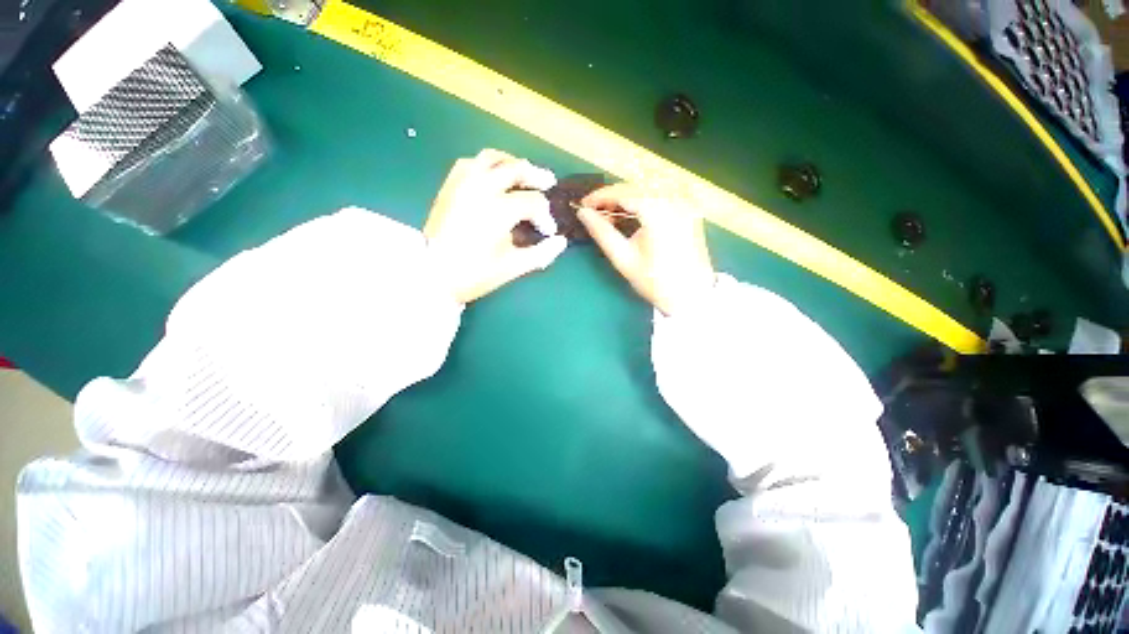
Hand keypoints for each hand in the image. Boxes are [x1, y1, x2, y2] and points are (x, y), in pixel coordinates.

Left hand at [424, 149, 567, 303]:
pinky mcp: (450, 185)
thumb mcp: (512, 267)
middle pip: (516, 169)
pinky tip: (493, 176)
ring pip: (492, 157)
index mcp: (499, 210)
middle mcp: (482, 188)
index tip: (546, 232)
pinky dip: (487, 165)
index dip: (545, 216)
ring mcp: (463, 183)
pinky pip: (471, 162)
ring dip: (512, 163)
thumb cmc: (474, 273)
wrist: (430, 274)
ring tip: (522, 173)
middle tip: (548, 182)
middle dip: (536, 176)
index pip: (533, 202)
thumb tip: (560, 242)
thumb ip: (540, 254)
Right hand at [576, 183, 714, 315]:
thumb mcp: (623, 259)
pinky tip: (634, 213)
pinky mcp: (690, 208)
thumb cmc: (654, 281)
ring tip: (612, 214)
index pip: (623, 192)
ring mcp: (685, 202)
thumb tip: (583, 213)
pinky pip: (662, 194)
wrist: (690, 295)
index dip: (600, 196)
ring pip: (649, 187)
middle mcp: (674, 199)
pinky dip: (644, 199)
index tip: (582, 205)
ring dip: (627, 196)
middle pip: (636, 186)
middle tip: (596, 212)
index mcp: (658, 211)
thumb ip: (602, 233)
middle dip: (613, 196)